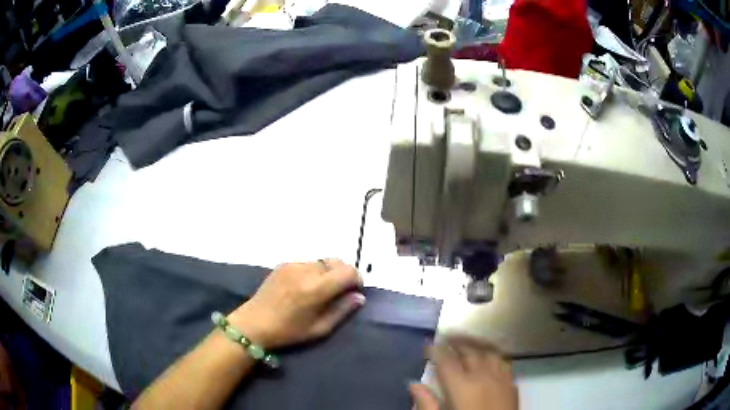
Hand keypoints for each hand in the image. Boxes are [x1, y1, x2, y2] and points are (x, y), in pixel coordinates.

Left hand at [228, 259, 364, 348]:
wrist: (254, 323)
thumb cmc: (289, 331)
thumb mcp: (320, 328)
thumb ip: (342, 310)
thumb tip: (359, 296)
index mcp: (316, 288)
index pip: (348, 271)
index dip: (356, 279)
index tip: (353, 292)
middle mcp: (306, 270)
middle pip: (336, 262)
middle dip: (343, 274)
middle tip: (339, 292)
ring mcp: (293, 265)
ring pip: (322, 262)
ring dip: (328, 273)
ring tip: (320, 290)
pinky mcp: (284, 264)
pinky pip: (307, 263)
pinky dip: (313, 272)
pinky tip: (304, 287)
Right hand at [410, 337, 517, 409]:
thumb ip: (426, 403)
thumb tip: (413, 384)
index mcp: (463, 387)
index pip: (446, 360)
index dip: (435, 349)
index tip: (427, 344)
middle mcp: (484, 377)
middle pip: (470, 350)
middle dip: (456, 340)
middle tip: (445, 336)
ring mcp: (502, 379)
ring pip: (490, 351)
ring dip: (477, 343)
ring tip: (466, 342)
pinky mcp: (513, 385)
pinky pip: (504, 361)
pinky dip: (494, 354)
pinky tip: (489, 357)